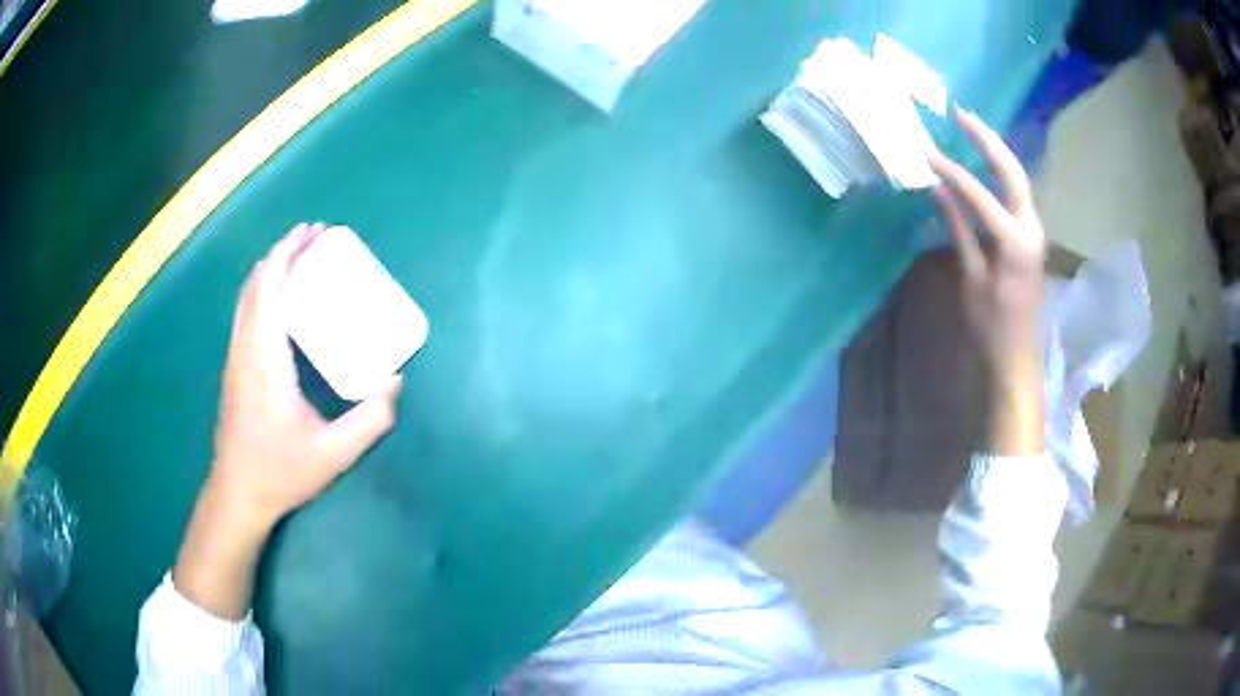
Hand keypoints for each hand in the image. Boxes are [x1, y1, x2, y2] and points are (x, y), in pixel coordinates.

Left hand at [174, 223, 402, 619]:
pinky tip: (280, 302)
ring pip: (246, 298)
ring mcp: (235, 358)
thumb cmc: (280, 471)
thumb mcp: (333, 453)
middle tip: (312, 238)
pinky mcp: (234, 369)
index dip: (287, 254)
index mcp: (265, 358)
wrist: (238, 494)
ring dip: (269, 271)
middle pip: (256, 284)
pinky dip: (262, 292)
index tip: (312, 232)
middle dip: (282, 253)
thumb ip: (369, 419)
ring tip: (298, 259)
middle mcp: (245, 349)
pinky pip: (245, 314)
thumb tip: (394, 383)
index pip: (269, 288)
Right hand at [929, 108, 1045, 455]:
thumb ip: (959, 230)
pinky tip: (985, 162)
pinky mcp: (1031, 236)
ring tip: (972, 128)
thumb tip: (939, 190)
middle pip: (1012, 172)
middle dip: (987, 140)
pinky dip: (1000, 173)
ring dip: (996, 151)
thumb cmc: (991, 326)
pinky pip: (1016, 194)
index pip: (981, 195)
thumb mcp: (971, 278)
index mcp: (1014, 243)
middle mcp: (1031, 229)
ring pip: (1018, 179)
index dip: (953, 174)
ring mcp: (1035, 231)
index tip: (927, 156)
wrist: (1017, 357)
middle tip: (961, 114)